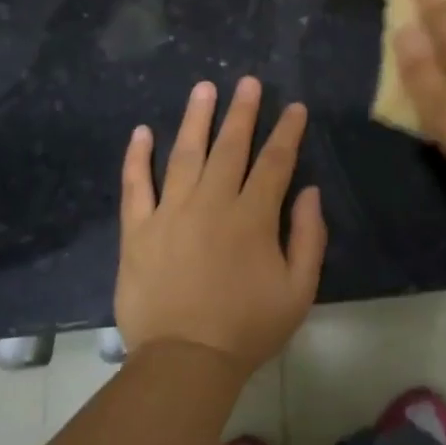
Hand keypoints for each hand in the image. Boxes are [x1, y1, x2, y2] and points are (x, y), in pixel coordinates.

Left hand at [115, 77, 326, 375]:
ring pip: (185, 154)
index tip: (295, 108)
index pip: (274, 162)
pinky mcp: (138, 230)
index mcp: (252, 217)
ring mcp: (170, 213)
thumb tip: (310, 191)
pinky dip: (137, 157)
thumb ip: (309, 237)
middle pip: (230, 146)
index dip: (287, 132)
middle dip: (243, 111)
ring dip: (196, 118)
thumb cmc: (247, 328)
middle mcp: (211, 203)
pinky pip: (135, 185)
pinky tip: (141, 132)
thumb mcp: (299, 291)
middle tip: (248, 82)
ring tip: (204, 88)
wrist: (184, 362)